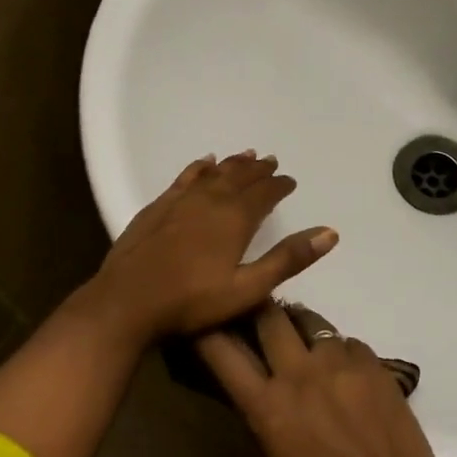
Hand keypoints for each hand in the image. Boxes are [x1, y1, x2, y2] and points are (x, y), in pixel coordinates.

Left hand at [87, 152, 337, 345]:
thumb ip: (288, 260)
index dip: (279, 186)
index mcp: (235, 218)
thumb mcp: (248, 288)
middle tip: (271, 162)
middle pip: (240, 177)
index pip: (264, 194)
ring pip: (214, 174)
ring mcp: (181, 201)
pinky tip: (204, 163)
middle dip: (258, 170)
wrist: (127, 301)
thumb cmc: (192, 301)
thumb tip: (330, 233)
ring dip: (233, 165)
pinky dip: (199, 168)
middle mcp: (210, 200)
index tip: (290, 181)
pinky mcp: (158, 207)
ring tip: (247, 155)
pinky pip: (185, 178)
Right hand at [197, 303, 441, 456]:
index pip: (222, 352)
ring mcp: (338, 362)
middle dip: (259, 312)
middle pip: (268, 315)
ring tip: (305, 341)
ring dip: (300, 326)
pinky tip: (346, 371)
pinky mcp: (372, 361)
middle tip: (260, 319)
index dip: (207, 331)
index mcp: (267, 407)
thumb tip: (261, 387)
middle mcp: (298, 373)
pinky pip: (346, 341)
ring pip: (310, 319)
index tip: (204, 321)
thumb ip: (267, 415)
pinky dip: (340, 350)